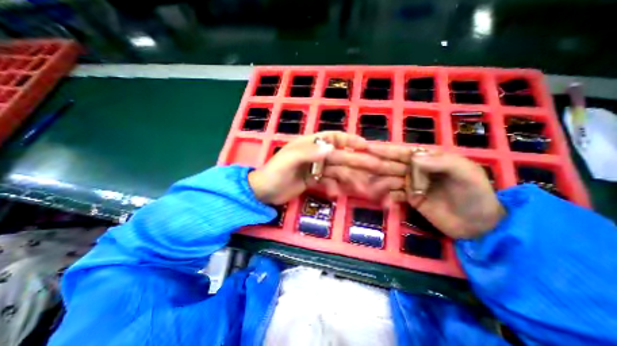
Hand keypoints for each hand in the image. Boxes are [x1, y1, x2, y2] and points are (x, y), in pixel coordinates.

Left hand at [248, 133, 407, 205]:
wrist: (264, 192)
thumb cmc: (274, 173)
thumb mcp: (289, 161)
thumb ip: (308, 153)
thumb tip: (331, 148)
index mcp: (310, 144)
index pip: (333, 137)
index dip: (349, 140)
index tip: (365, 146)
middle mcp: (315, 154)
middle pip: (340, 156)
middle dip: (356, 161)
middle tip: (373, 167)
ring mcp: (316, 168)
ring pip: (337, 171)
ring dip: (348, 178)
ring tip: (361, 188)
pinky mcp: (314, 181)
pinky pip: (329, 182)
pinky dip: (334, 188)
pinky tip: (336, 195)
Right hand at [366, 144, 504, 239]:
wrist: (478, 225)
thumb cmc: (475, 195)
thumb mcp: (465, 174)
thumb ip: (441, 162)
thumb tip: (413, 157)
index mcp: (428, 159)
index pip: (402, 151)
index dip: (385, 149)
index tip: (367, 147)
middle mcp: (416, 169)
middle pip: (391, 164)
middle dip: (375, 163)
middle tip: (358, 164)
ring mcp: (411, 184)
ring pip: (389, 179)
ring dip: (378, 181)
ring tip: (367, 184)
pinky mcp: (409, 198)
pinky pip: (393, 194)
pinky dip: (386, 196)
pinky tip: (382, 199)